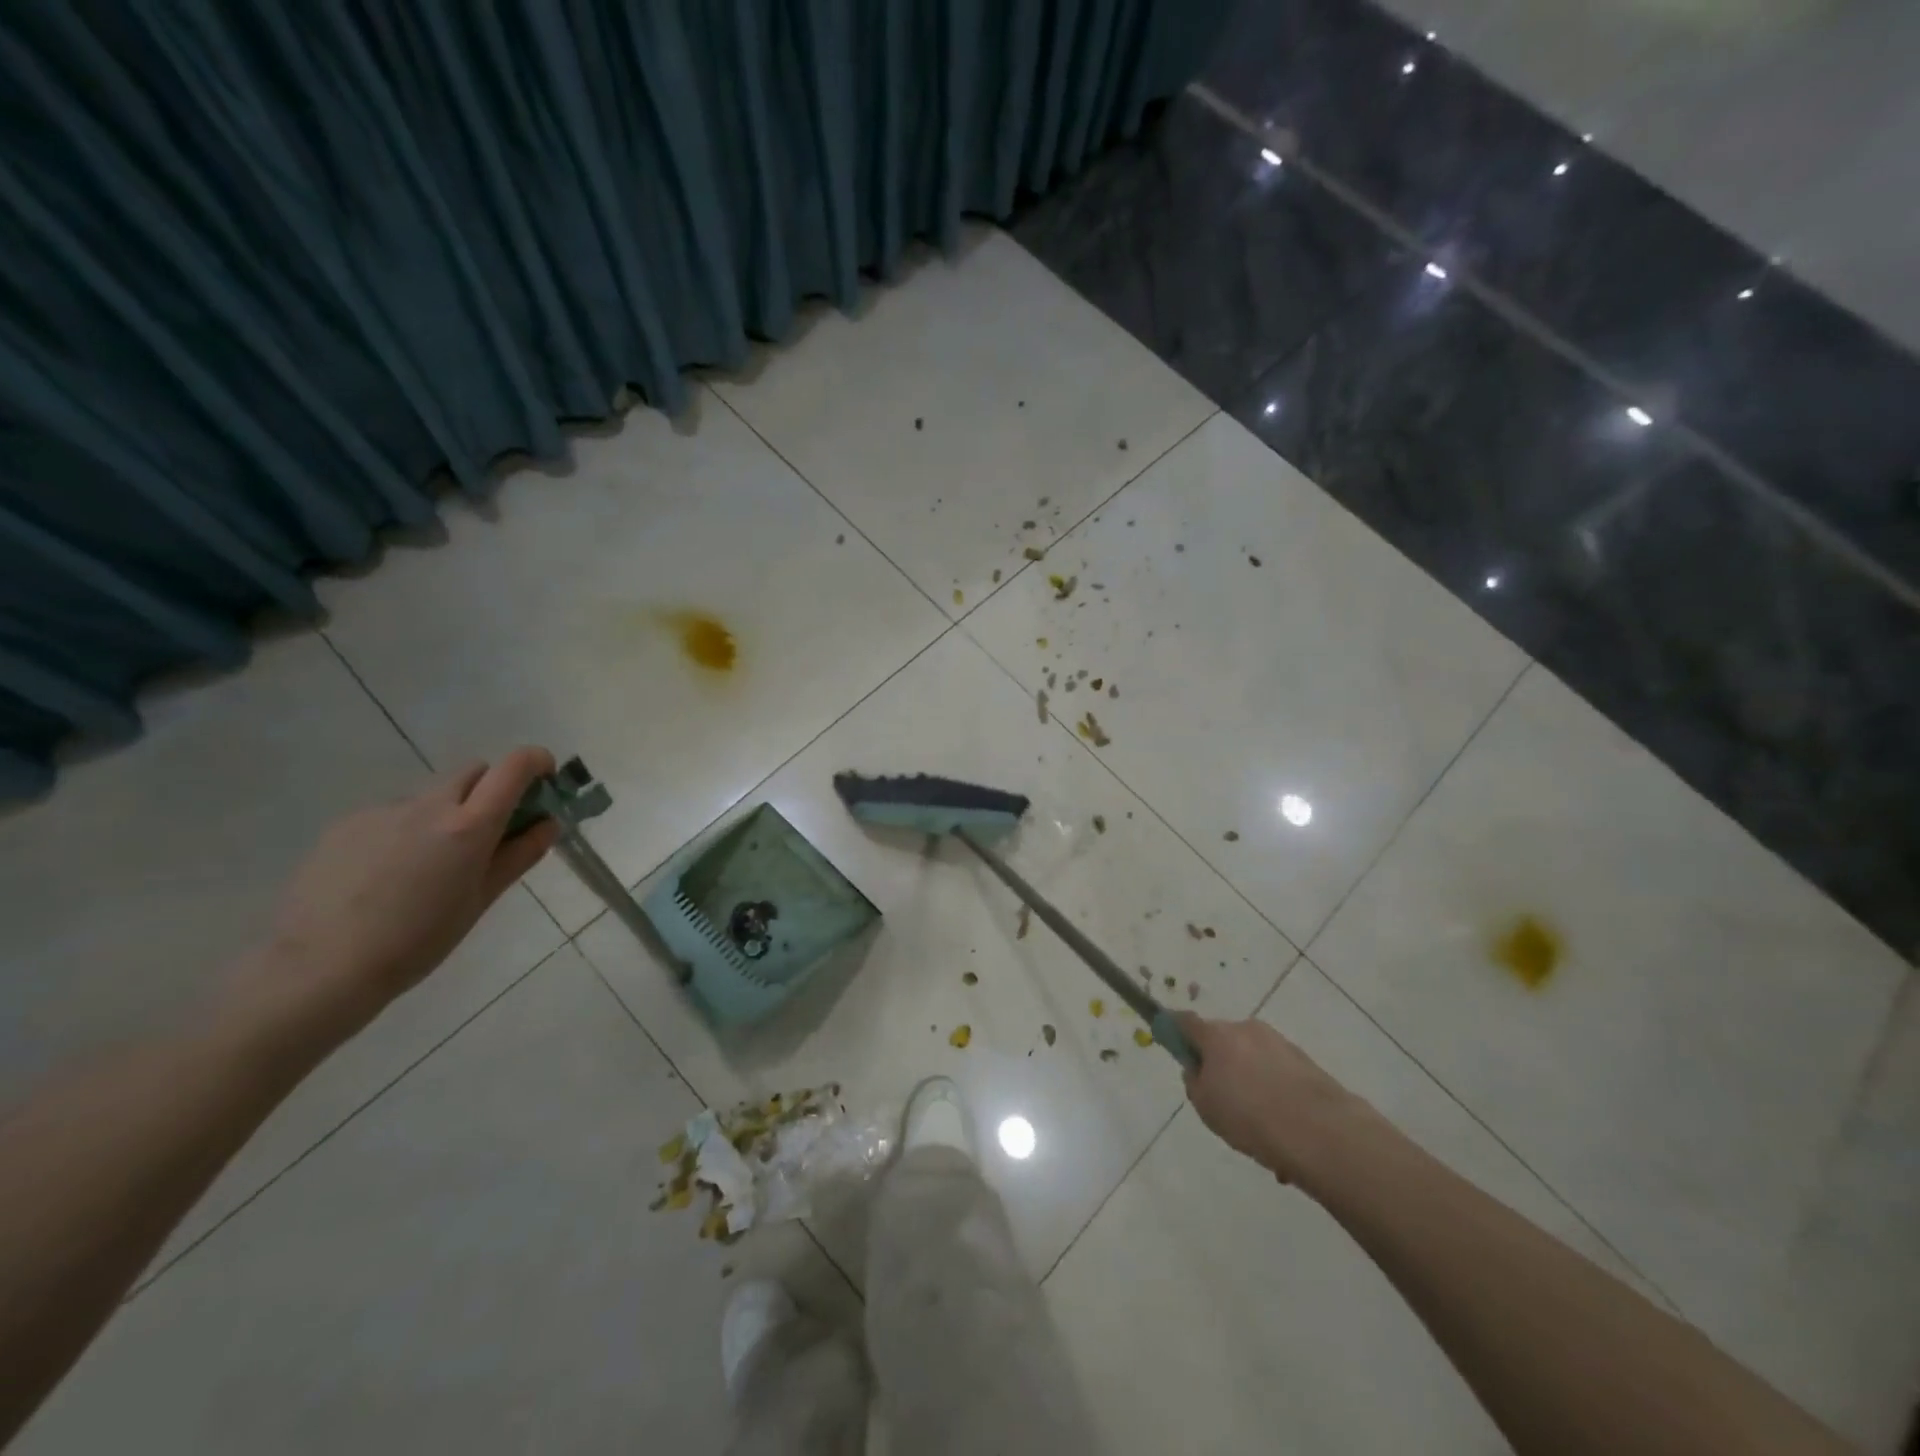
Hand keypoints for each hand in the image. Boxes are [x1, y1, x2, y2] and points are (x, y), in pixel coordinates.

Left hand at [248, 748, 560, 1031]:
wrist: (320, 967)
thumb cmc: (418, 940)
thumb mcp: (481, 900)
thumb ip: (520, 855)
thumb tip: (548, 824)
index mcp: (469, 825)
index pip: (513, 767)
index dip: (535, 762)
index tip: (544, 780)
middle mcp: (428, 805)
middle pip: (473, 772)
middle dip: (490, 790)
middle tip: (488, 833)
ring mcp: (383, 810)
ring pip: (431, 796)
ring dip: (445, 814)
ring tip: (426, 867)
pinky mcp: (346, 824)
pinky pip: (392, 814)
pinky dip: (405, 831)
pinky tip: (386, 875)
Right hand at [1176, 1013, 1359, 1184]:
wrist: (1321, 1133)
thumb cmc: (1250, 1117)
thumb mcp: (1206, 1106)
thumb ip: (1195, 1082)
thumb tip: (1198, 1069)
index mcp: (1217, 1035)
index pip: (1185, 1021)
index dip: (1174, 1029)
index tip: (1170, 1041)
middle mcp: (1247, 1029)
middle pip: (1222, 1040)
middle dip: (1219, 1061)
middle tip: (1221, 1097)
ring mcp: (1279, 1043)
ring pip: (1252, 1058)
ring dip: (1250, 1079)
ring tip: (1258, 1126)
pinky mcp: (1306, 1062)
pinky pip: (1277, 1073)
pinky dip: (1274, 1092)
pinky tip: (1281, 1130)